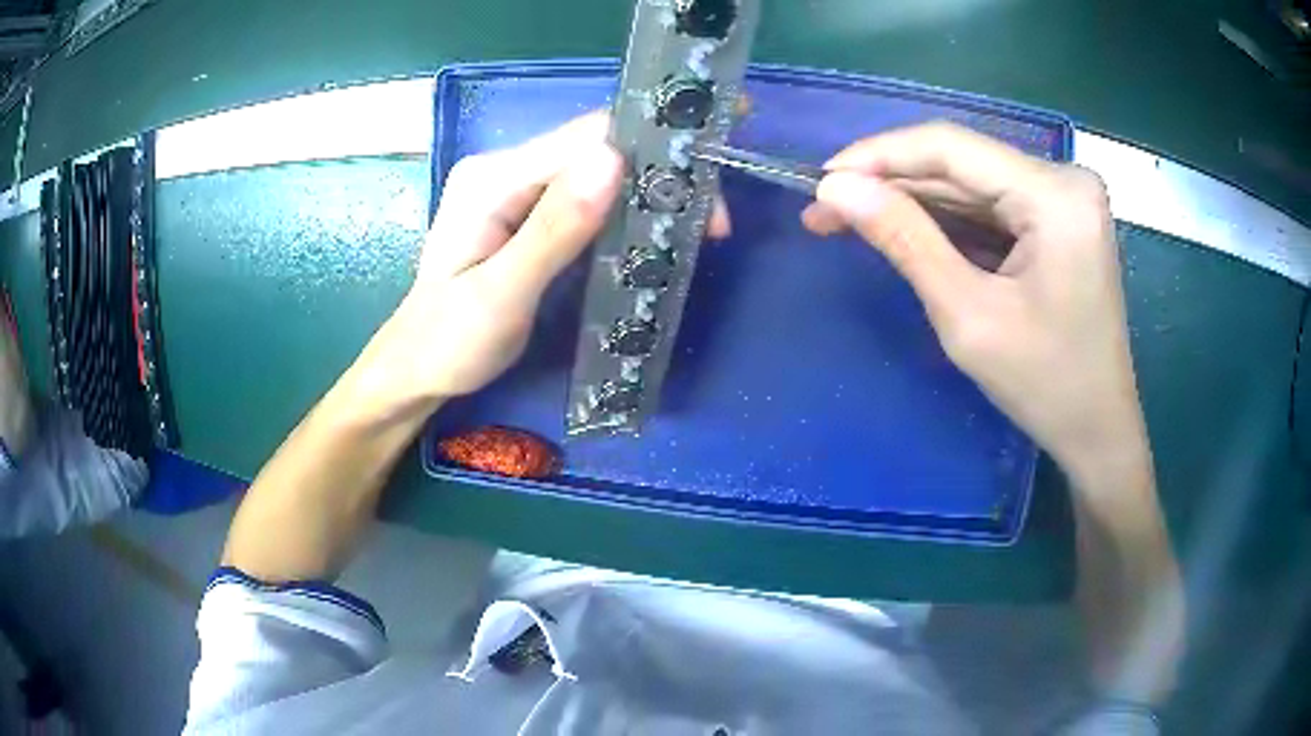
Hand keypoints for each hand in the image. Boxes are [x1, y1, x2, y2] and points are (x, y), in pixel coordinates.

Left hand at [350, 113, 729, 416]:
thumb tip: (615, 162)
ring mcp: (517, 188)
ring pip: (599, 171)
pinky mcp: (528, 211)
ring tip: (695, 230)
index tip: (703, 203)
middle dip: (660, 177)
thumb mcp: (500, 295)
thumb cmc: (449, 343)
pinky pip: (588, 195)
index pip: (586, 140)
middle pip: (598, 149)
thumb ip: (553, 231)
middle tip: (711, 226)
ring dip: (650, 195)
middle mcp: (506, 169)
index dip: (651, 158)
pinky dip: (627, 211)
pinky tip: (652, 232)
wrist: (417, 369)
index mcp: (494, 178)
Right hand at [804, 122, 1148, 482]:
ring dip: (911, 200)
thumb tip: (835, 189)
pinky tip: (903, 228)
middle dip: (889, 183)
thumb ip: (904, 240)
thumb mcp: (967, 316)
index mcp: (1056, 196)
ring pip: (971, 183)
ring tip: (848, 218)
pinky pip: (990, 205)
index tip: (820, 180)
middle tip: (824, 209)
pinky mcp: (1059, 218)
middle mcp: (1064, 179)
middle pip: (961, 163)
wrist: (1098, 431)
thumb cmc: (1045, 386)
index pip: (951, 147)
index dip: (878, 155)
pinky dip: (946, 219)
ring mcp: (1064, 197)